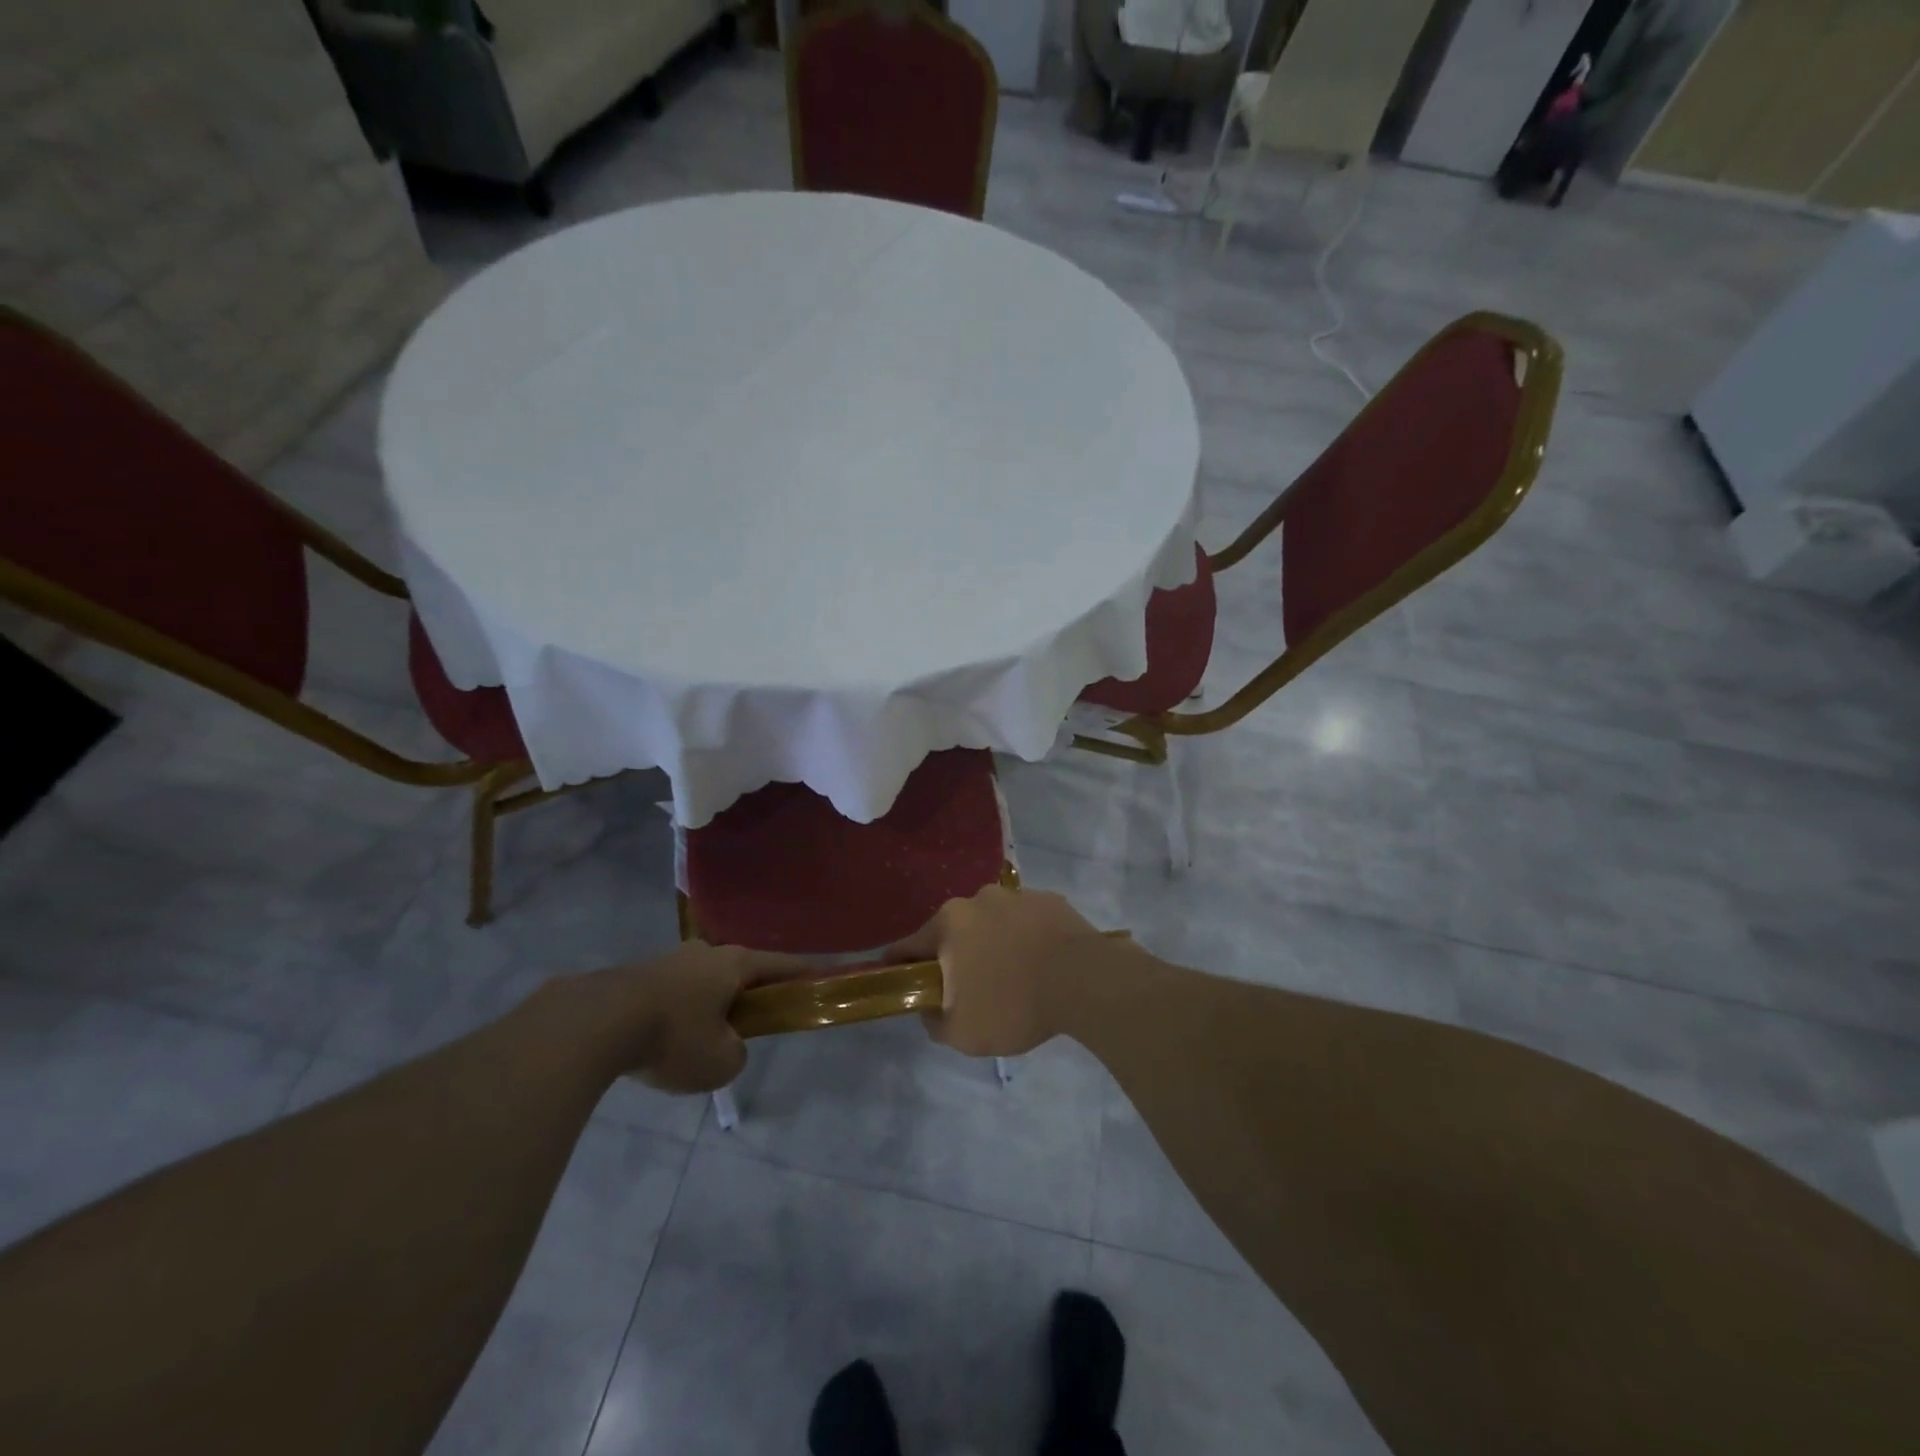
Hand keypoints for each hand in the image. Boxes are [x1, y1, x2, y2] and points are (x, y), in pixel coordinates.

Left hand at [540, 942, 805, 1093]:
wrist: (595, 1023)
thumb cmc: (674, 1037)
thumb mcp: (720, 1062)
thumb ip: (737, 1053)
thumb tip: (726, 1044)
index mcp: (735, 964)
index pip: (781, 965)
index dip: (802, 975)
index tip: (817, 980)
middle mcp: (705, 953)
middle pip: (739, 971)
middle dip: (748, 993)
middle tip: (750, 1022)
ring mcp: (668, 960)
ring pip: (701, 982)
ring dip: (708, 1004)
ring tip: (700, 1039)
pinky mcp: (636, 976)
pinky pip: (671, 994)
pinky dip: (677, 1013)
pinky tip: (664, 1040)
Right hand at [887, 885, 1112, 1057]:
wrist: (1085, 981)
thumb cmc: (1014, 1005)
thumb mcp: (961, 1032)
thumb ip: (933, 1020)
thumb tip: (930, 1006)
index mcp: (948, 924)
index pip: (907, 946)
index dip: (899, 966)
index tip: (902, 983)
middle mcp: (977, 899)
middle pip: (952, 931)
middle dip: (954, 957)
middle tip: (968, 989)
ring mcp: (1016, 895)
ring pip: (991, 923)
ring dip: (992, 945)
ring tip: (1012, 977)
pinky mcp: (1049, 900)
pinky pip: (1026, 922)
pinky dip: (1025, 939)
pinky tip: (1040, 965)